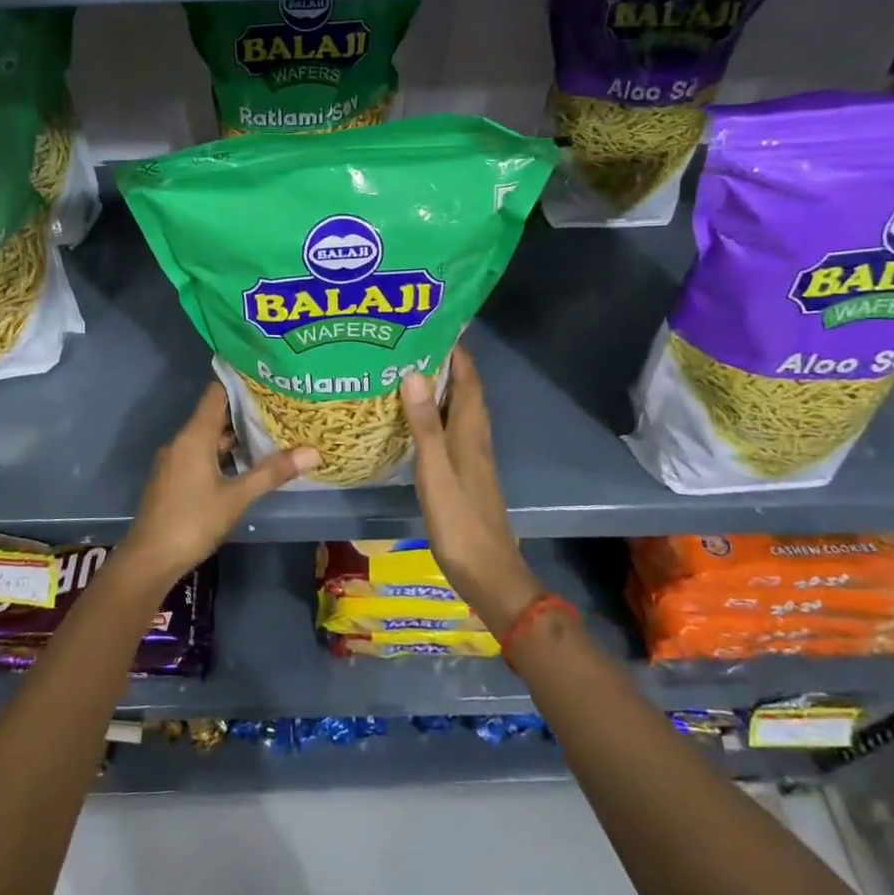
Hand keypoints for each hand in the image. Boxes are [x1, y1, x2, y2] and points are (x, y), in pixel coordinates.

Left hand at [127, 385, 316, 580]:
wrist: (149, 560)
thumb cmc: (193, 522)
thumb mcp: (237, 497)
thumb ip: (272, 473)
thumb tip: (313, 452)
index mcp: (194, 436)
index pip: (216, 393)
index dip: (241, 384)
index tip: (268, 379)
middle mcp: (181, 442)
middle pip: (214, 416)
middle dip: (245, 412)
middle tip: (279, 409)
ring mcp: (175, 461)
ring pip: (208, 439)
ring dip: (234, 437)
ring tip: (269, 435)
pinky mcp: (173, 479)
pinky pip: (200, 455)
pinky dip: (222, 455)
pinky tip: (244, 466)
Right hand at [401, 345, 543, 633]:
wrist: (487, 572)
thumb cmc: (460, 520)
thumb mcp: (435, 471)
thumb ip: (424, 424)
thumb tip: (415, 373)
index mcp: (470, 430)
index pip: (467, 377)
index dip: (455, 349)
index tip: (433, 322)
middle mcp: (474, 436)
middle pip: (462, 389)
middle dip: (443, 362)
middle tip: (409, 341)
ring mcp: (471, 455)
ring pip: (456, 408)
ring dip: (438, 386)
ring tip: (405, 369)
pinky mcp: (463, 472)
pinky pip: (448, 429)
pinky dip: (433, 413)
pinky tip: (412, 417)